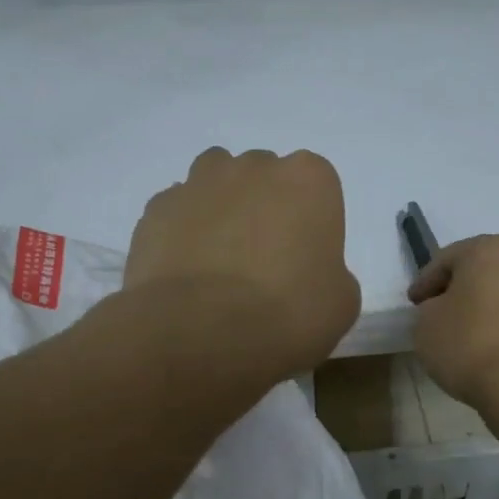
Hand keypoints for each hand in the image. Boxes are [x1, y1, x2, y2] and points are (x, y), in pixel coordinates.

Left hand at [126, 148, 360, 376]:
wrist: (199, 332)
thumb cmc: (287, 313)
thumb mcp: (340, 303)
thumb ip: (331, 272)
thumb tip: (308, 274)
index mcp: (308, 179)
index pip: (316, 185)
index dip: (310, 221)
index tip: (305, 258)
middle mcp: (254, 166)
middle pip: (264, 176)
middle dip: (265, 206)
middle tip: (264, 259)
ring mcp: (200, 182)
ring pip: (215, 181)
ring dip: (221, 207)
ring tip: (219, 256)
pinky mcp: (157, 208)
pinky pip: (177, 210)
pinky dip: (183, 230)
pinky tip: (185, 269)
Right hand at [408, 235, 498, 407]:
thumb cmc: (467, 343)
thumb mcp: (425, 322)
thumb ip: (429, 307)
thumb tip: (443, 310)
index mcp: (490, 249)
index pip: (446, 261)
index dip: (425, 283)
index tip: (413, 303)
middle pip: (478, 272)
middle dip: (457, 290)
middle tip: (435, 312)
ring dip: (481, 307)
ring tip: (461, 333)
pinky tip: (485, 347)